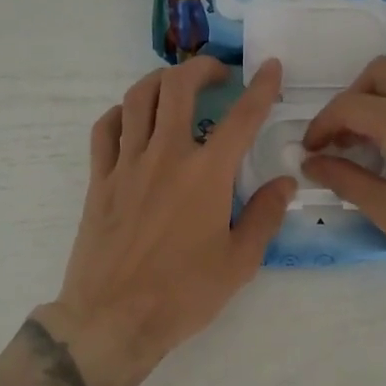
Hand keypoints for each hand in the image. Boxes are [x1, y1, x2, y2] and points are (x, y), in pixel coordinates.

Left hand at [45, 55, 295, 385]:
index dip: (261, 87)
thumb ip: (265, 216)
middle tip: (216, 74)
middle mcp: (166, 156)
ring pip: (137, 99)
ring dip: (159, 81)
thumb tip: (286, 182)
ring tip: (175, 86)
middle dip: (200, 68)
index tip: (270, 67)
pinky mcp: (99, 180)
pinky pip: (104, 130)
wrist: (113, 318)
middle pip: (178, 88)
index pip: (241, 117)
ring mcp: (126, 165)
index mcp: (206, 175)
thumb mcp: (239, 262)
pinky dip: (120, 113)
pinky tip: (131, 119)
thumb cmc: (183, 294)